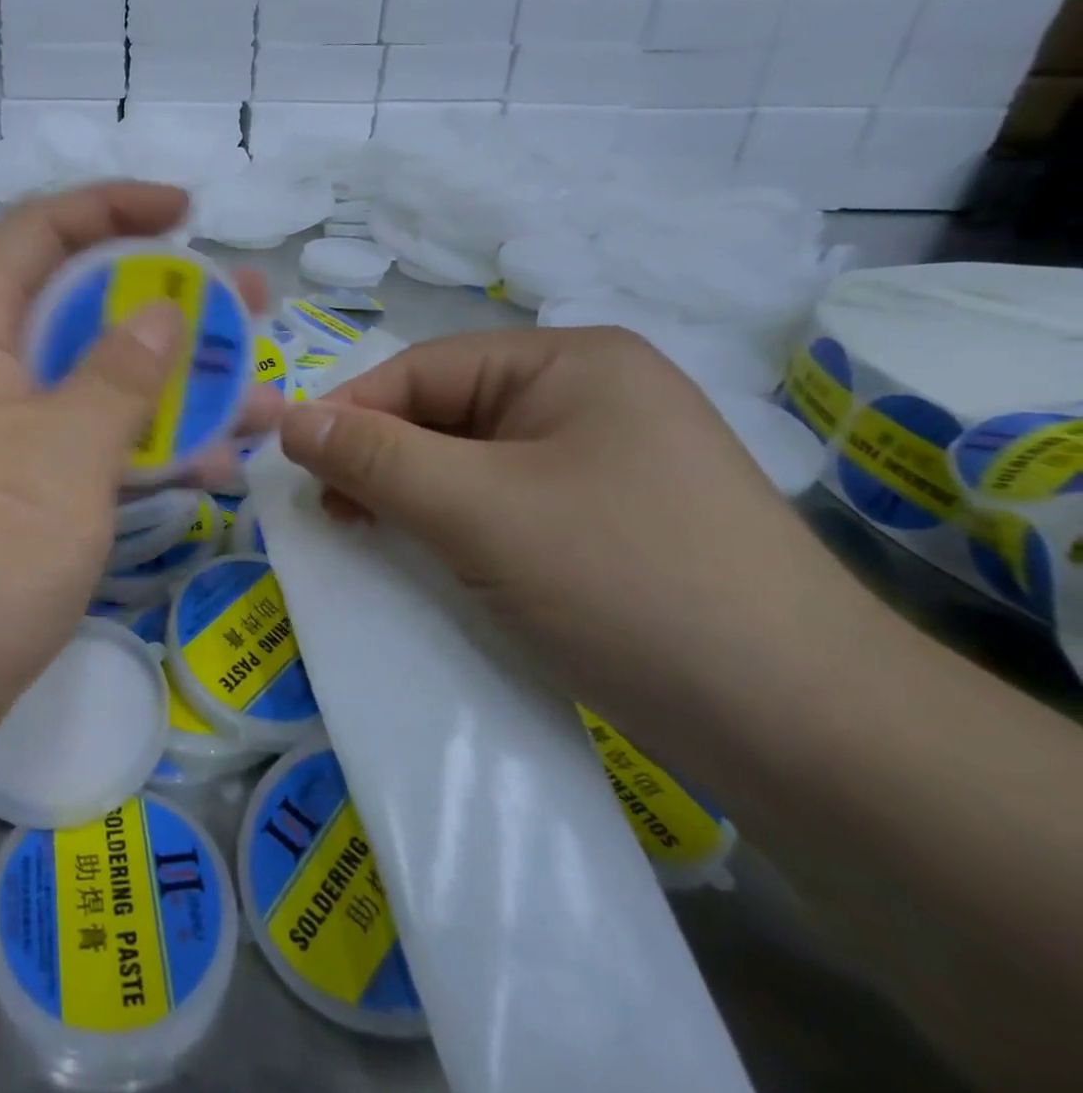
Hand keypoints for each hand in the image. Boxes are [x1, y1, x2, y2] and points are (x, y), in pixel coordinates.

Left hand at [0, 183, 278, 733]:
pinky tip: (210, 466)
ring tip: (255, 394)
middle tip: (245, 307)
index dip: (112, 209)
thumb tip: (162, 312)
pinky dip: (141, 451)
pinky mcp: (9, 500)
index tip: (186, 213)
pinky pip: (84, 451)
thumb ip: (119, 377)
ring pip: (92, 389)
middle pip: (78, 312)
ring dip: (170, 389)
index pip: (38, 236)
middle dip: (166, 306)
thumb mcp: (61, 456)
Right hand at [278, 327, 869, 727]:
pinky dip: (451, 524)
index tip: (293, 466)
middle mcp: (587, 396)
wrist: (804, 730)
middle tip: (330, 512)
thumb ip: (375, 459)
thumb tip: (287, 420)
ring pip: (468, 463)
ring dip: (410, 495)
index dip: (351, 412)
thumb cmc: (626, 583)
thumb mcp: (479, 511)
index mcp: (570, 362)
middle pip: (445, 413)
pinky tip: (425, 555)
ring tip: (367, 534)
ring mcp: (600, 461)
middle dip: (380, 458)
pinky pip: (499, 504)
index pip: (424, 369)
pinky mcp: (602, 522)